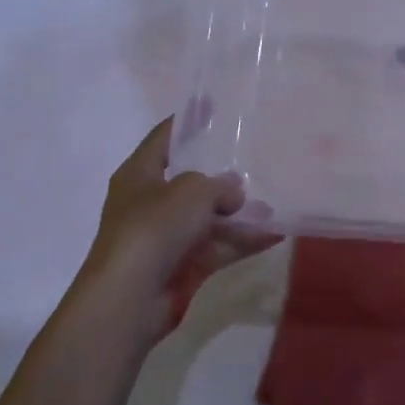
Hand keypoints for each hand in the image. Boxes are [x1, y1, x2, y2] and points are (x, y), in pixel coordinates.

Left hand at [73, 119, 278, 348]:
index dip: (186, 122)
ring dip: (239, 213)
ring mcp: (167, 237)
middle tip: (255, 158)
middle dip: (222, 175)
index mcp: (139, 175)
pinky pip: (219, 246)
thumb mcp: (191, 192)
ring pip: (209, 218)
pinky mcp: (183, 266)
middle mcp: (150, 203)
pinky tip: (275, 233)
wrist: (129, 298)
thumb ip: (218, 185)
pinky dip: (243, 241)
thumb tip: (233, 191)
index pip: (163, 138)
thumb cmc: (153, 228)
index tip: (210, 106)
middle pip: (190, 181)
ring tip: (275, 203)